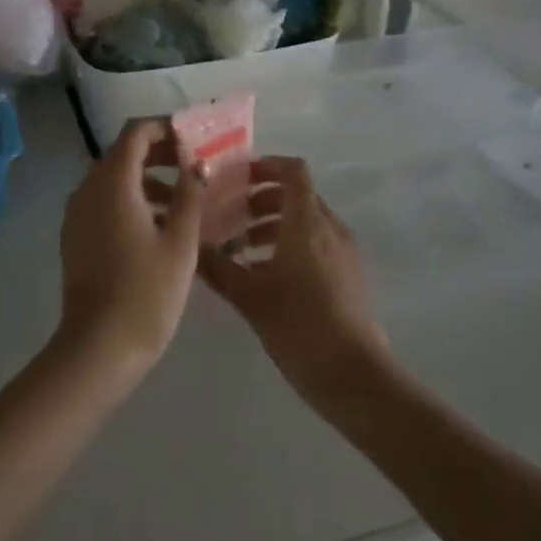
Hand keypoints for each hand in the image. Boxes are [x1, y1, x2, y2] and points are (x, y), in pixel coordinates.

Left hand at [57, 119, 203, 374]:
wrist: (99, 346)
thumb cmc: (147, 291)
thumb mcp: (180, 241)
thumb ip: (190, 194)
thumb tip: (197, 163)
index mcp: (112, 182)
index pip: (135, 132)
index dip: (165, 128)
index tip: (195, 138)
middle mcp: (88, 188)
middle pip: (123, 153)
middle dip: (160, 153)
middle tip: (196, 166)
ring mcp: (77, 213)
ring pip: (114, 180)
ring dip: (148, 179)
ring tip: (186, 200)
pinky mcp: (76, 236)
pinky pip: (104, 203)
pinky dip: (131, 201)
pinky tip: (160, 226)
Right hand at [199, 156, 388, 394]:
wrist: (352, 374)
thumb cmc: (298, 324)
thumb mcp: (248, 296)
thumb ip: (216, 267)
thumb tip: (188, 246)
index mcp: (307, 222)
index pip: (293, 171)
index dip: (266, 165)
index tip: (236, 176)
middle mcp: (329, 228)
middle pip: (296, 196)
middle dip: (261, 200)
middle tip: (228, 216)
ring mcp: (342, 252)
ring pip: (305, 222)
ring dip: (272, 225)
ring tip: (239, 249)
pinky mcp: (347, 275)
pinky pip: (316, 244)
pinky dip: (289, 245)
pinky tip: (263, 275)